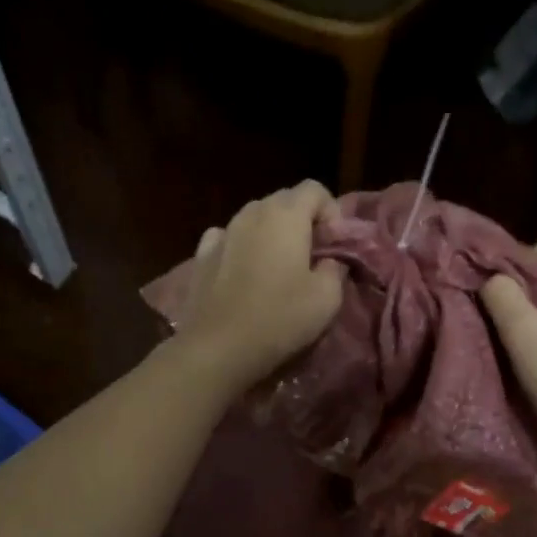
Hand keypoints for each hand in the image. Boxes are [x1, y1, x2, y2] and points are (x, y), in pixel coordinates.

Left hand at [173, 181, 345, 394]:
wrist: (218, 347)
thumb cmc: (280, 318)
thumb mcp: (327, 298)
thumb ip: (335, 268)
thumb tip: (329, 259)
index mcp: (285, 214)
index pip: (315, 189)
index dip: (331, 212)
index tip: (334, 246)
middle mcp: (251, 212)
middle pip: (284, 201)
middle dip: (303, 221)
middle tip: (312, 257)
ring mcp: (222, 232)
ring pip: (254, 219)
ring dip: (272, 234)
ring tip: (278, 268)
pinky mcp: (201, 256)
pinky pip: (227, 238)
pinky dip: (242, 247)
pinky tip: (244, 272)